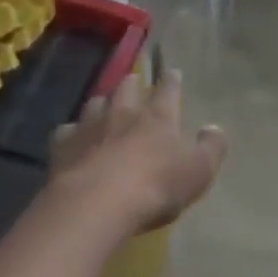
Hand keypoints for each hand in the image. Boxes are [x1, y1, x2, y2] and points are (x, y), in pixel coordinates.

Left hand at [50, 71, 225, 234]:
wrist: (96, 203)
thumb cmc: (154, 186)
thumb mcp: (198, 172)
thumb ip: (211, 148)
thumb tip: (214, 129)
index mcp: (158, 116)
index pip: (168, 89)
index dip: (172, 80)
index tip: (173, 73)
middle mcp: (124, 111)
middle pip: (127, 87)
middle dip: (133, 83)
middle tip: (135, 84)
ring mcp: (90, 125)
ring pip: (96, 102)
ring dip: (102, 104)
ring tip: (104, 109)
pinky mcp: (63, 145)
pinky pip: (66, 131)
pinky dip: (72, 133)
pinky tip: (73, 141)